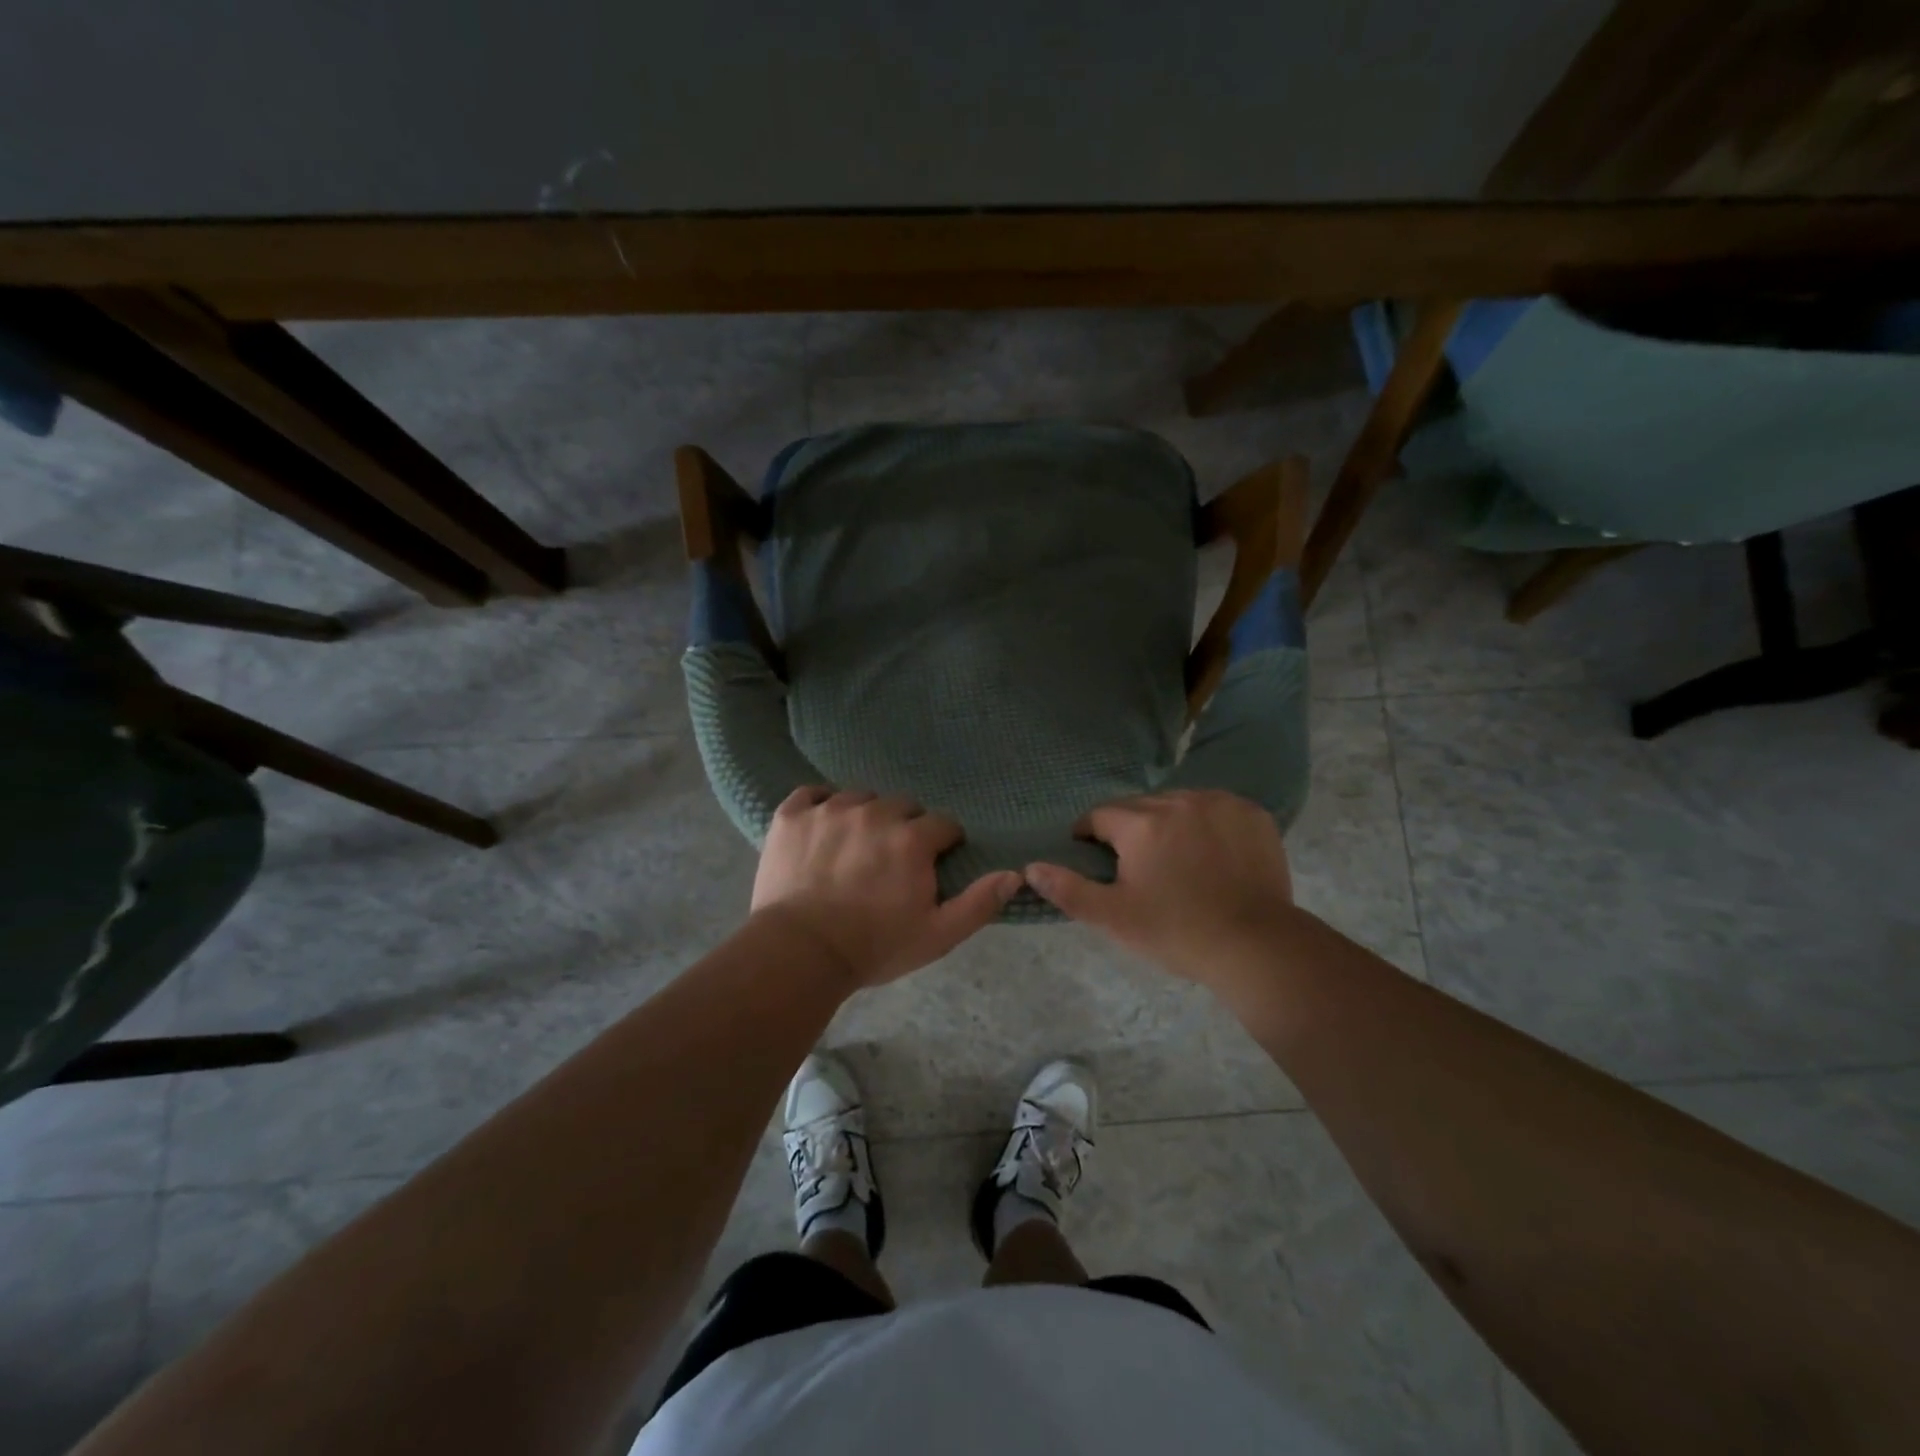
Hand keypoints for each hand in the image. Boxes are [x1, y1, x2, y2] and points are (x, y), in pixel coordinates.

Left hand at [752, 788, 1020, 987]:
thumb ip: (979, 902)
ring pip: (859, 798)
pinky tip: (821, 828)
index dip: (943, 844)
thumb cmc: (874, 947)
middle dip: (905, 828)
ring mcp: (829, 810)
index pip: (943, 824)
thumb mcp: (937, 935)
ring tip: (855, 847)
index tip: (932, 864)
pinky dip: (820, 806)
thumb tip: (1015, 875)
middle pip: (902, 806)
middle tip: (892, 860)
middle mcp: (874, 813)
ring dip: (865, 816)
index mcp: (912, 839)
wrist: (799, 953)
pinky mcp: (792, 815)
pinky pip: (812, 794)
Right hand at [1024, 789, 1294, 982]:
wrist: (1257, 947)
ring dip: (1168, 823)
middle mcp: (1179, 801)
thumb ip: (1068, 889)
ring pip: (1178, 803)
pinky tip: (1211, 853)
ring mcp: (1220, 803)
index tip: (1096, 858)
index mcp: (1141, 824)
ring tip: (1176, 859)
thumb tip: (1030, 867)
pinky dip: (1206, 823)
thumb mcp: (1113, 918)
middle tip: (1137, 867)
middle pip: (1139, 807)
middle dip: (1130, 830)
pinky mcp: (1252, 813)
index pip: (1099, 815)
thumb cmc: (1177, 932)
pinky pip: (1215, 808)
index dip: (1090, 836)